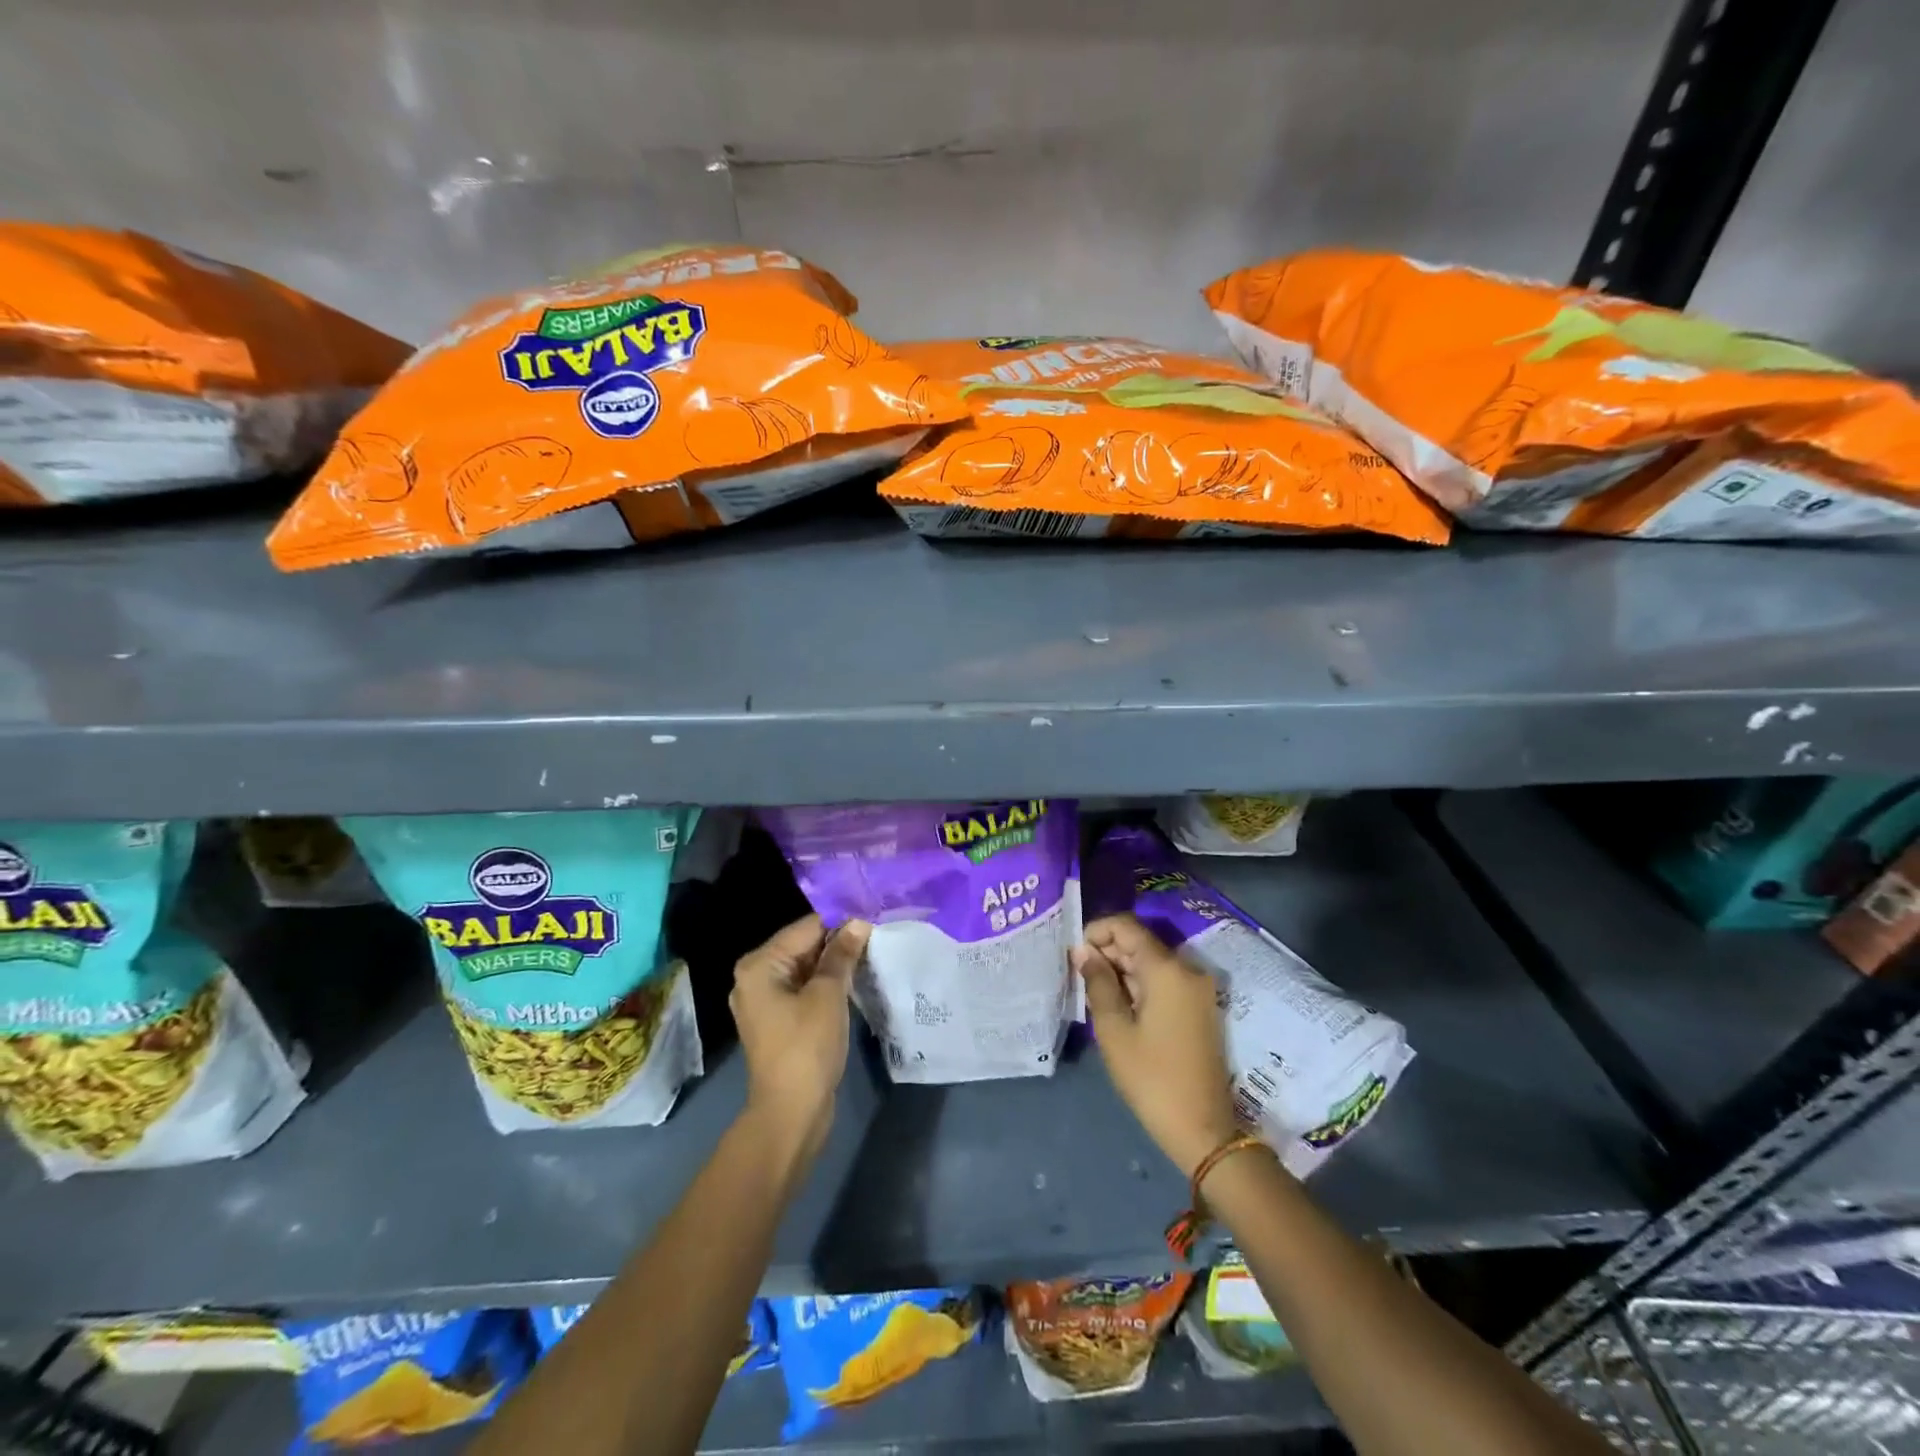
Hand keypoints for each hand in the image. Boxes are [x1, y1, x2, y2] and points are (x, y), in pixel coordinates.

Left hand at [730, 913, 870, 1164]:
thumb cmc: (806, 1047)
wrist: (791, 1113)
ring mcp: (764, 1002)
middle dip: (838, 943)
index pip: (805, 928)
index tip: (873, 920)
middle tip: (877, 937)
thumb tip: (858, 923)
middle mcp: (755, 977)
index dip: (840, 923)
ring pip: (806, 969)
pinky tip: (854, 983)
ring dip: (835, 965)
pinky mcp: (778, 1021)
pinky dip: (826, 985)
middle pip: (803, 946)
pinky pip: (804, 990)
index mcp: (759, 965)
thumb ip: (841, 955)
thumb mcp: (828, 995)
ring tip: (871, 956)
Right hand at [1075, 913, 1240, 1178]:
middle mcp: (1187, 969)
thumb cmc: (1152, 1078)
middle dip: (1107, 952)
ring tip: (1093, 994)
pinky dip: (1139, 985)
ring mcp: (1197, 989)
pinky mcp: (1199, 1007)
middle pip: (1140, 942)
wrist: (1204, 1130)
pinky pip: (1164, 981)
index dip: (1096, 931)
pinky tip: (1118, 1006)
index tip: (1074, 955)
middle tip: (1078, 978)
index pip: (1126, 926)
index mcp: (1167, 969)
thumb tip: (1084, 951)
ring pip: (1151, 962)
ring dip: (1121, 970)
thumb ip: (1097, 982)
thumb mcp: (1114, 1030)